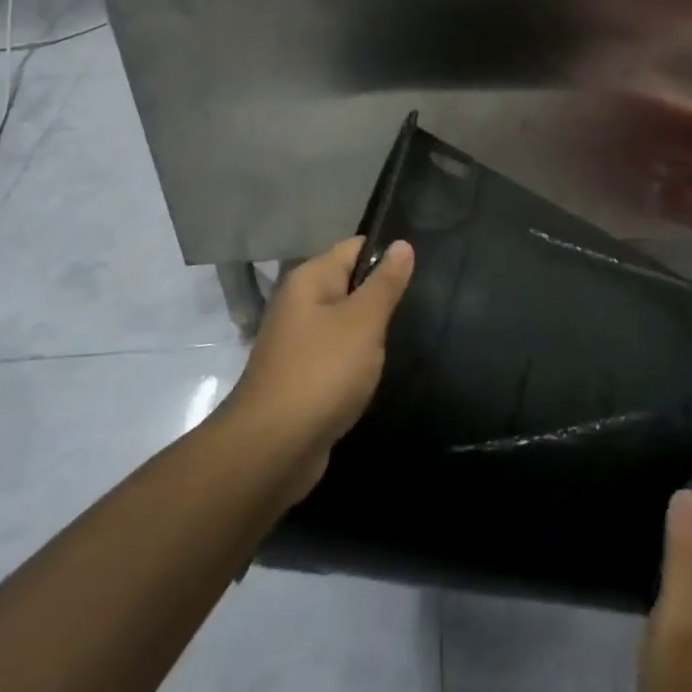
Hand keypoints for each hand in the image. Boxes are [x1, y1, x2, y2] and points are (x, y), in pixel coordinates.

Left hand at [224, 237, 413, 502]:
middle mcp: (298, 303)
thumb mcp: (364, 321)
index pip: (354, 248)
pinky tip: (372, 373)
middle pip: (349, 283)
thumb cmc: (323, 372)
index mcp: (309, 280)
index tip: (418, 271)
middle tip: (416, 308)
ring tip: (400, 340)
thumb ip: (385, 282)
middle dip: (380, 296)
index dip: (386, 255)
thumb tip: (401, 243)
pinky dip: (355, 361)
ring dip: (369, 332)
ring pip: (344, 321)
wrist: (273, 448)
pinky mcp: (300, 375)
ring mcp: (296, 341)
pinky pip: (335, 354)